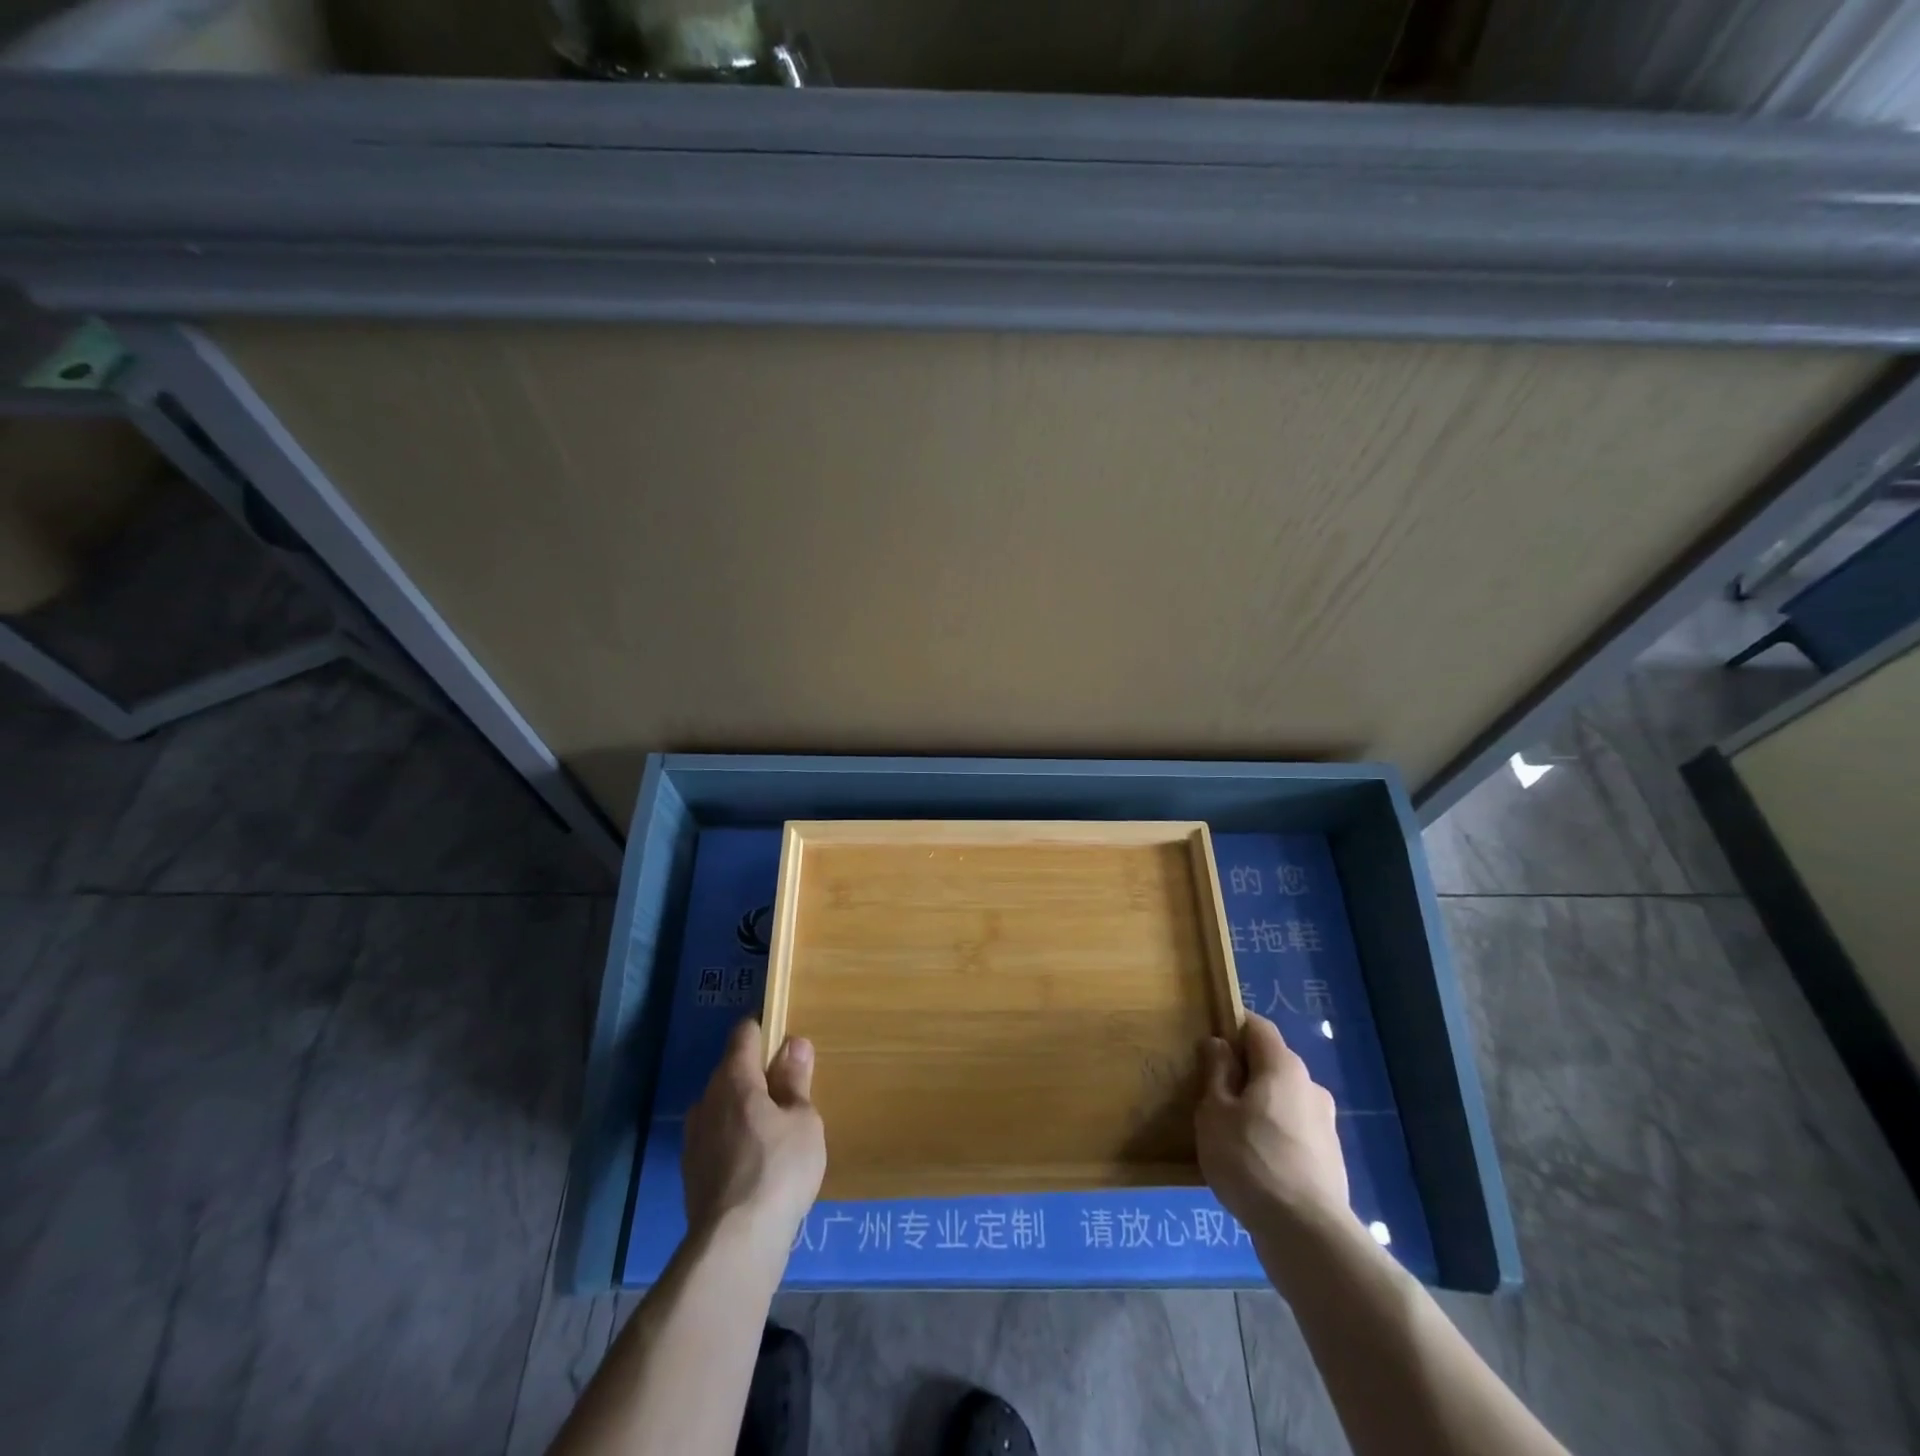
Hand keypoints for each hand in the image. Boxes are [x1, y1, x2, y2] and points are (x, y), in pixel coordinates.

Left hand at [681, 1020, 825, 1255]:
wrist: (734, 1246)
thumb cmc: (779, 1169)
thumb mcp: (803, 1120)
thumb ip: (796, 1080)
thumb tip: (793, 1043)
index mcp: (734, 1079)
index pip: (744, 1034)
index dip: (764, 1030)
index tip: (784, 1037)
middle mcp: (707, 1101)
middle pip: (731, 1071)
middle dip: (757, 1075)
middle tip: (789, 1092)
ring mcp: (693, 1139)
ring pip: (721, 1107)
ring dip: (743, 1110)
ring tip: (774, 1131)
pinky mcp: (691, 1173)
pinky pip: (716, 1139)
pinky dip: (734, 1140)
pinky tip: (755, 1164)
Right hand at [1195, 1013, 1348, 1235]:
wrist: (1307, 1235)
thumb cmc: (1251, 1160)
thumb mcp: (1214, 1111)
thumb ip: (1216, 1072)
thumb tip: (1219, 1044)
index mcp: (1283, 1066)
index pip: (1258, 1027)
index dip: (1232, 1027)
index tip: (1208, 1045)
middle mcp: (1310, 1087)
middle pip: (1272, 1064)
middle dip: (1243, 1072)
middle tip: (1212, 1094)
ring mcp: (1325, 1125)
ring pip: (1283, 1100)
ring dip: (1259, 1107)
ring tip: (1231, 1134)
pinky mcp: (1330, 1160)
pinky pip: (1294, 1132)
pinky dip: (1274, 1136)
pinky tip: (1254, 1163)